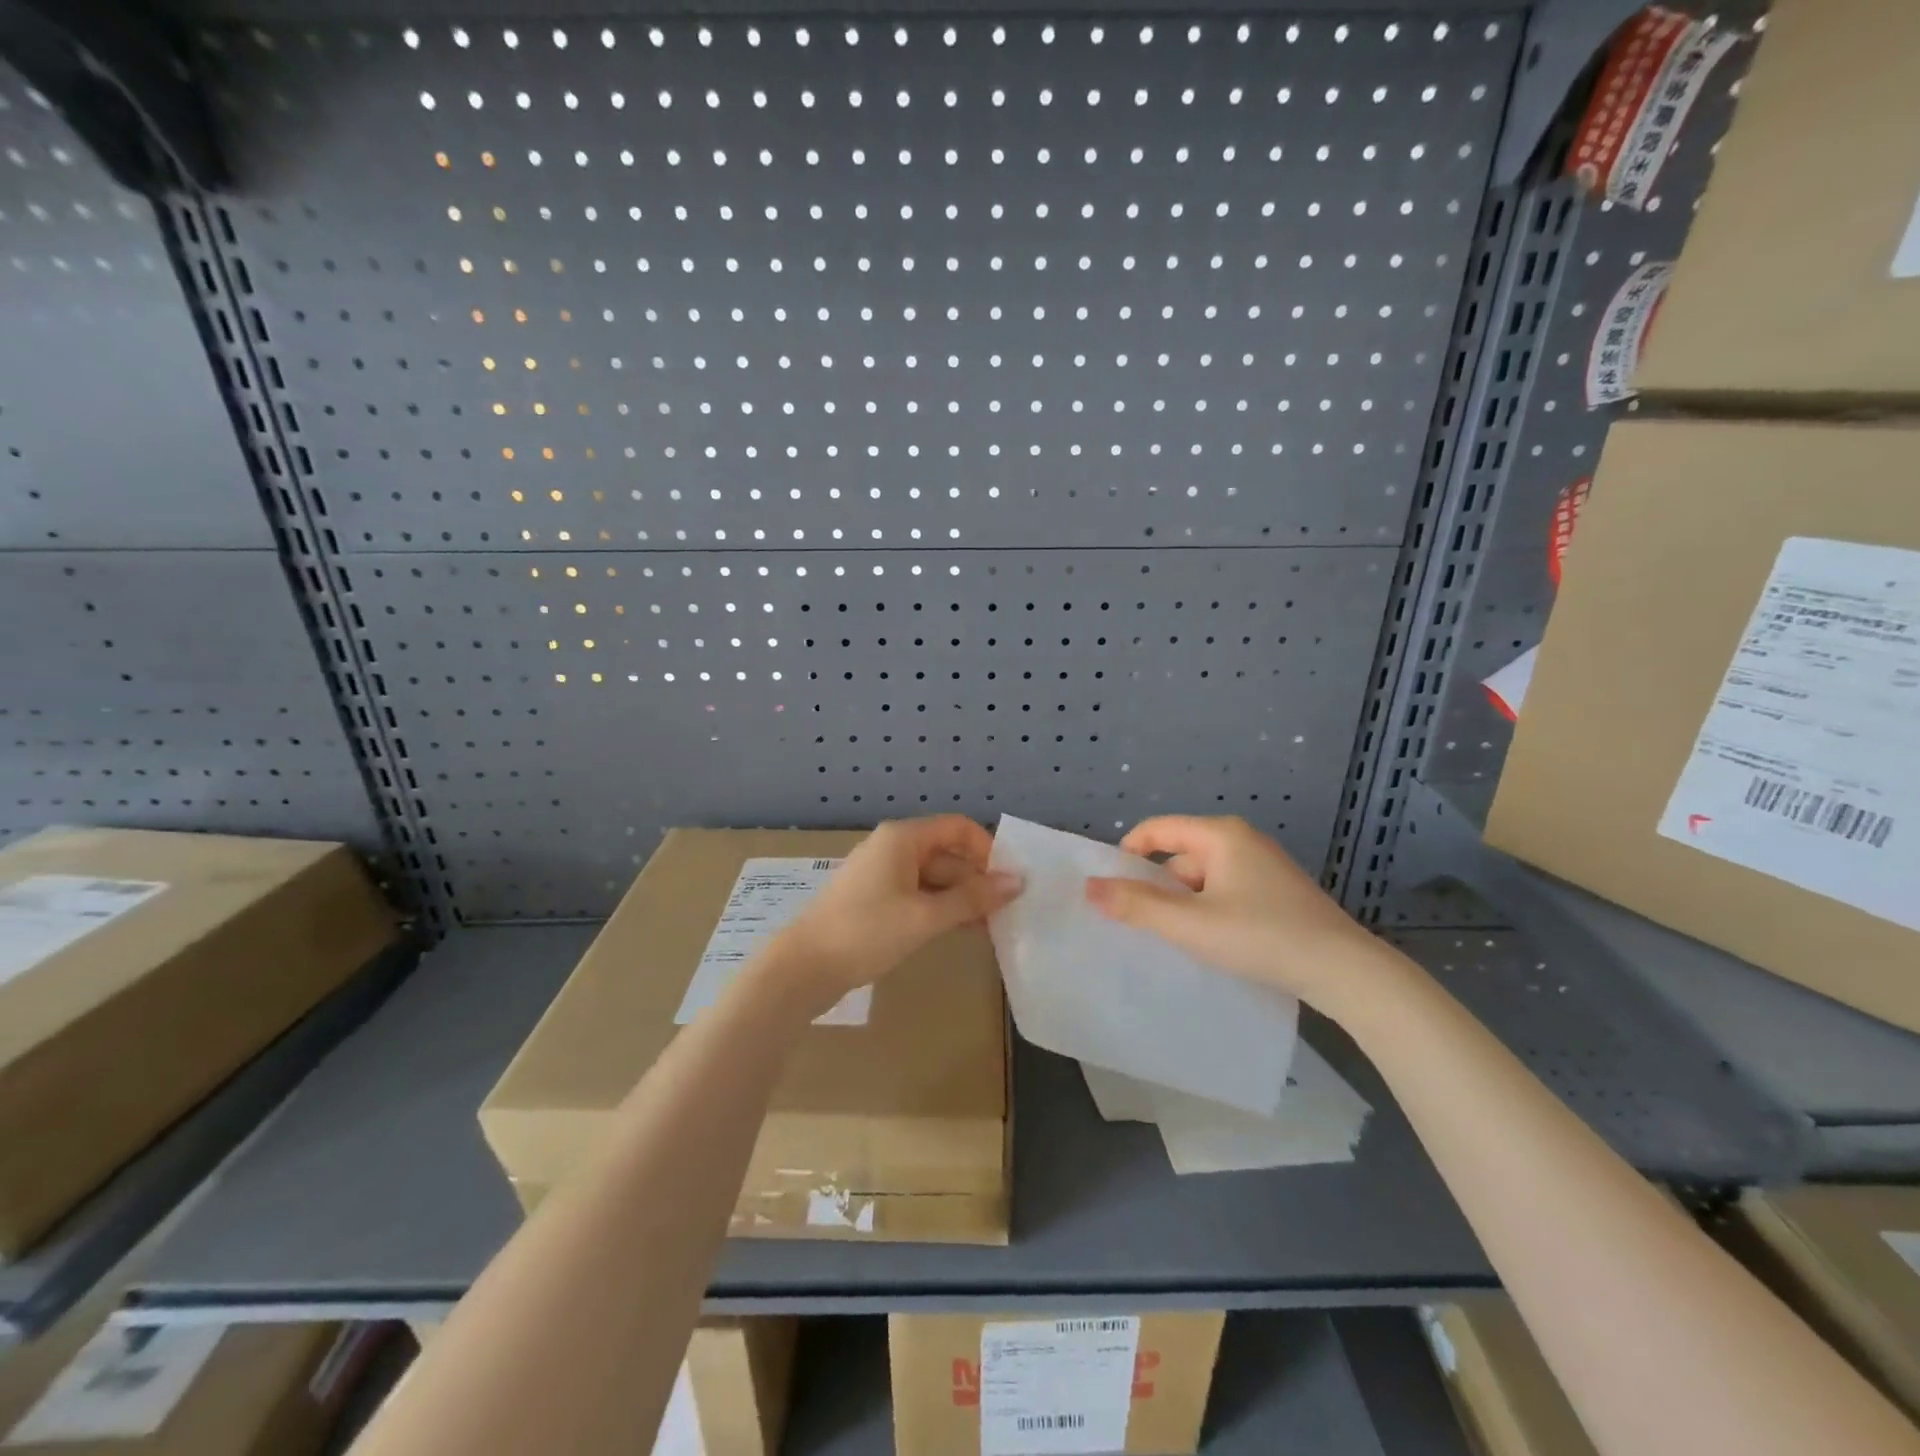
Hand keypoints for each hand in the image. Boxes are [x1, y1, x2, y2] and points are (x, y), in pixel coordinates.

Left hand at [774, 816, 1022, 1010]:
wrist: (804, 967)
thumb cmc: (866, 932)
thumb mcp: (925, 916)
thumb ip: (973, 899)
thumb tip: (1017, 881)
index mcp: (903, 838)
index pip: (958, 828)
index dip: (987, 850)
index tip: (1008, 882)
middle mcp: (893, 848)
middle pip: (947, 853)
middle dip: (977, 879)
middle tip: (1006, 912)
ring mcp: (882, 874)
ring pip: (934, 877)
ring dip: (961, 898)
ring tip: (991, 927)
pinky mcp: (875, 900)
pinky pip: (918, 895)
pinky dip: (940, 909)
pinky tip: (961, 931)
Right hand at [1084, 815, 1388, 1015]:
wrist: (1345, 972)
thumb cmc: (1261, 936)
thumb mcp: (1190, 924)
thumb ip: (1137, 905)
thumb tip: (1089, 887)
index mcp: (1220, 835)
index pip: (1157, 829)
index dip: (1127, 854)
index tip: (1111, 889)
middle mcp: (1242, 841)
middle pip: (1180, 855)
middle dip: (1157, 887)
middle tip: (1140, 924)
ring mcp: (1264, 867)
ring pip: (1204, 878)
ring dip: (1184, 904)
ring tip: (1174, 939)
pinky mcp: (1278, 894)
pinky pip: (1226, 892)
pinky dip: (1209, 911)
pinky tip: (1211, 942)